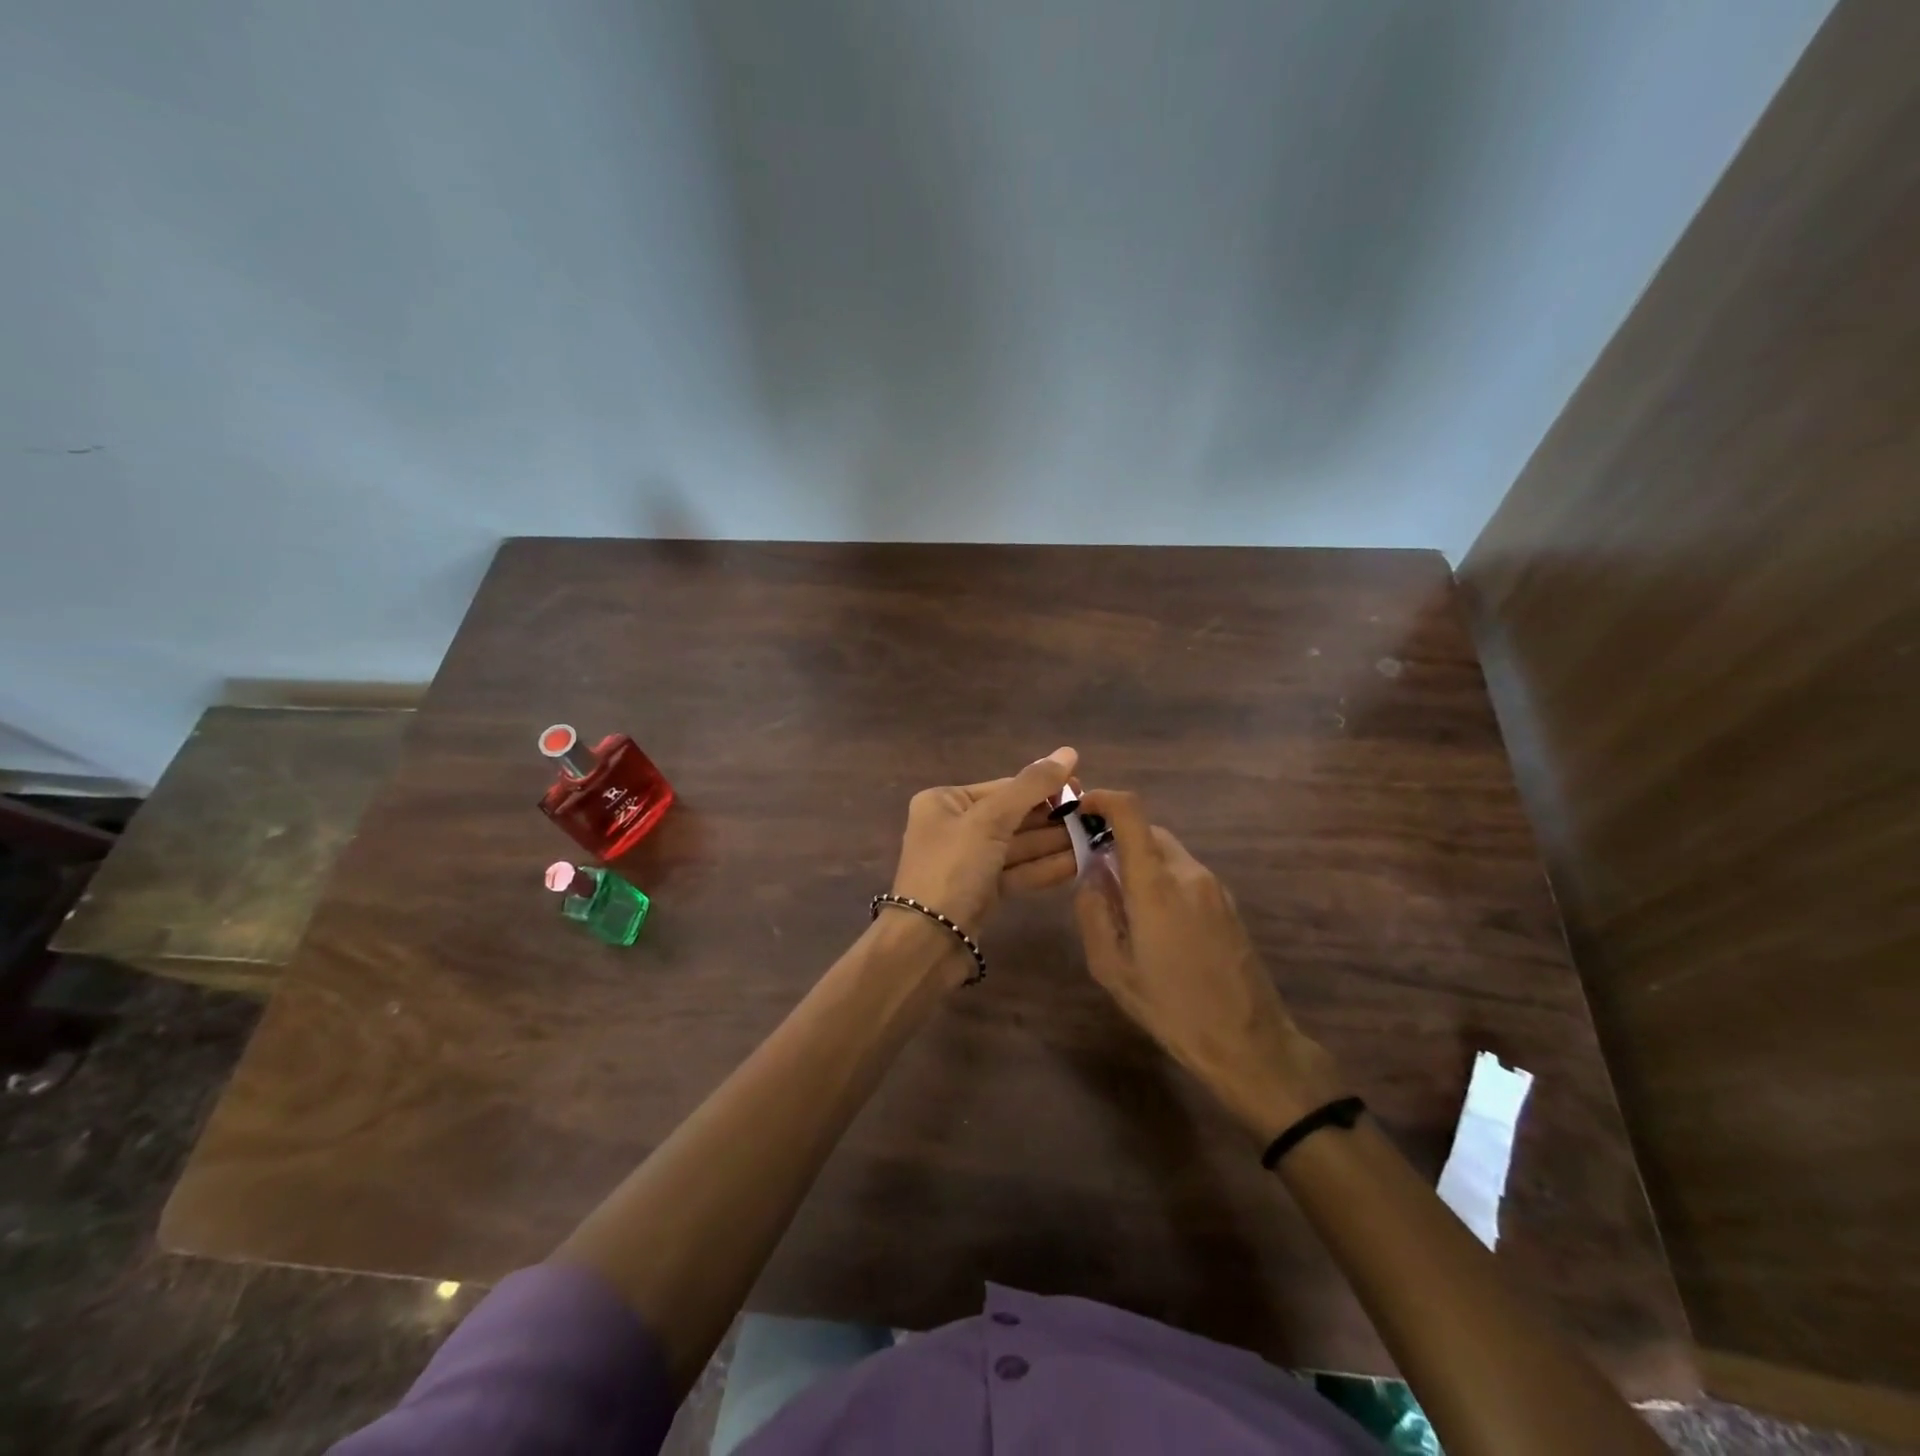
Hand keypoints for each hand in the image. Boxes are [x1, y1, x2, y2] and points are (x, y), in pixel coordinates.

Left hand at [890, 748, 1079, 937]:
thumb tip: (1068, 751)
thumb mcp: (990, 820)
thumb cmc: (953, 869)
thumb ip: (1031, 786)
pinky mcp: (981, 892)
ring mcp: (968, 861)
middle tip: (1095, 816)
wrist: (927, 943)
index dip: (1044, 787)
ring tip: (1096, 837)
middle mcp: (954, 827)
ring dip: (1055, 843)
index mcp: (945, 802)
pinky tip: (1080, 862)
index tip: (1084, 789)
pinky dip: (1045, 867)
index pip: (1004, 787)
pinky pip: (1018, 871)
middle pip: (1013, 816)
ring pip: (1018, 846)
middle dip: (1053, 818)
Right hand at [1073, 789, 1346, 1141]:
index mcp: (1156, 884)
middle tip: (1092, 868)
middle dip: (1116, 838)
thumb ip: (1094, 912)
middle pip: (1148, 831)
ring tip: (1121, 901)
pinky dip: (1161, 877)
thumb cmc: (1172, 1008)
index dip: (1103, 799)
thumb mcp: (1112, 968)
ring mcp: (1213, 886)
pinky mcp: (1228, 902)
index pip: (1131, 813)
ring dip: (1140, 860)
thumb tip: (1092, 874)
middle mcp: (1188, 872)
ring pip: (1167, 852)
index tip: (1080, 808)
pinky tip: (1154, 919)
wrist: (1249, 1043)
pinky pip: (1185, 872)